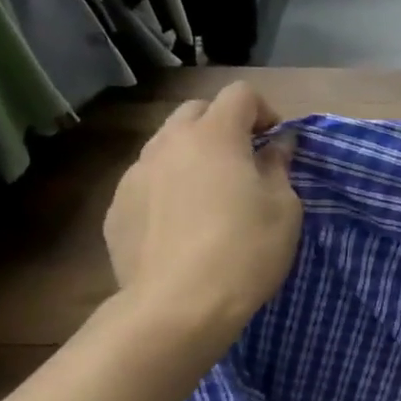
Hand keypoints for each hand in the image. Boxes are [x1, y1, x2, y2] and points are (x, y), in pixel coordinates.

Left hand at [103, 82, 301, 345]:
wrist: (177, 307)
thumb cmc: (245, 251)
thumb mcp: (284, 209)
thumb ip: (279, 166)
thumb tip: (279, 143)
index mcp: (214, 135)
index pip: (240, 94)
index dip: (264, 110)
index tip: (276, 141)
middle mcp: (168, 143)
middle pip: (196, 111)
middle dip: (223, 126)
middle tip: (243, 162)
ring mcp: (135, 175)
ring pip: (166, 146)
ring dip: (191, 156)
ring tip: (208, 195)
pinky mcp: (116, 210)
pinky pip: (147, 183)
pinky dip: (167, 189)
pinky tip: (180, 227)